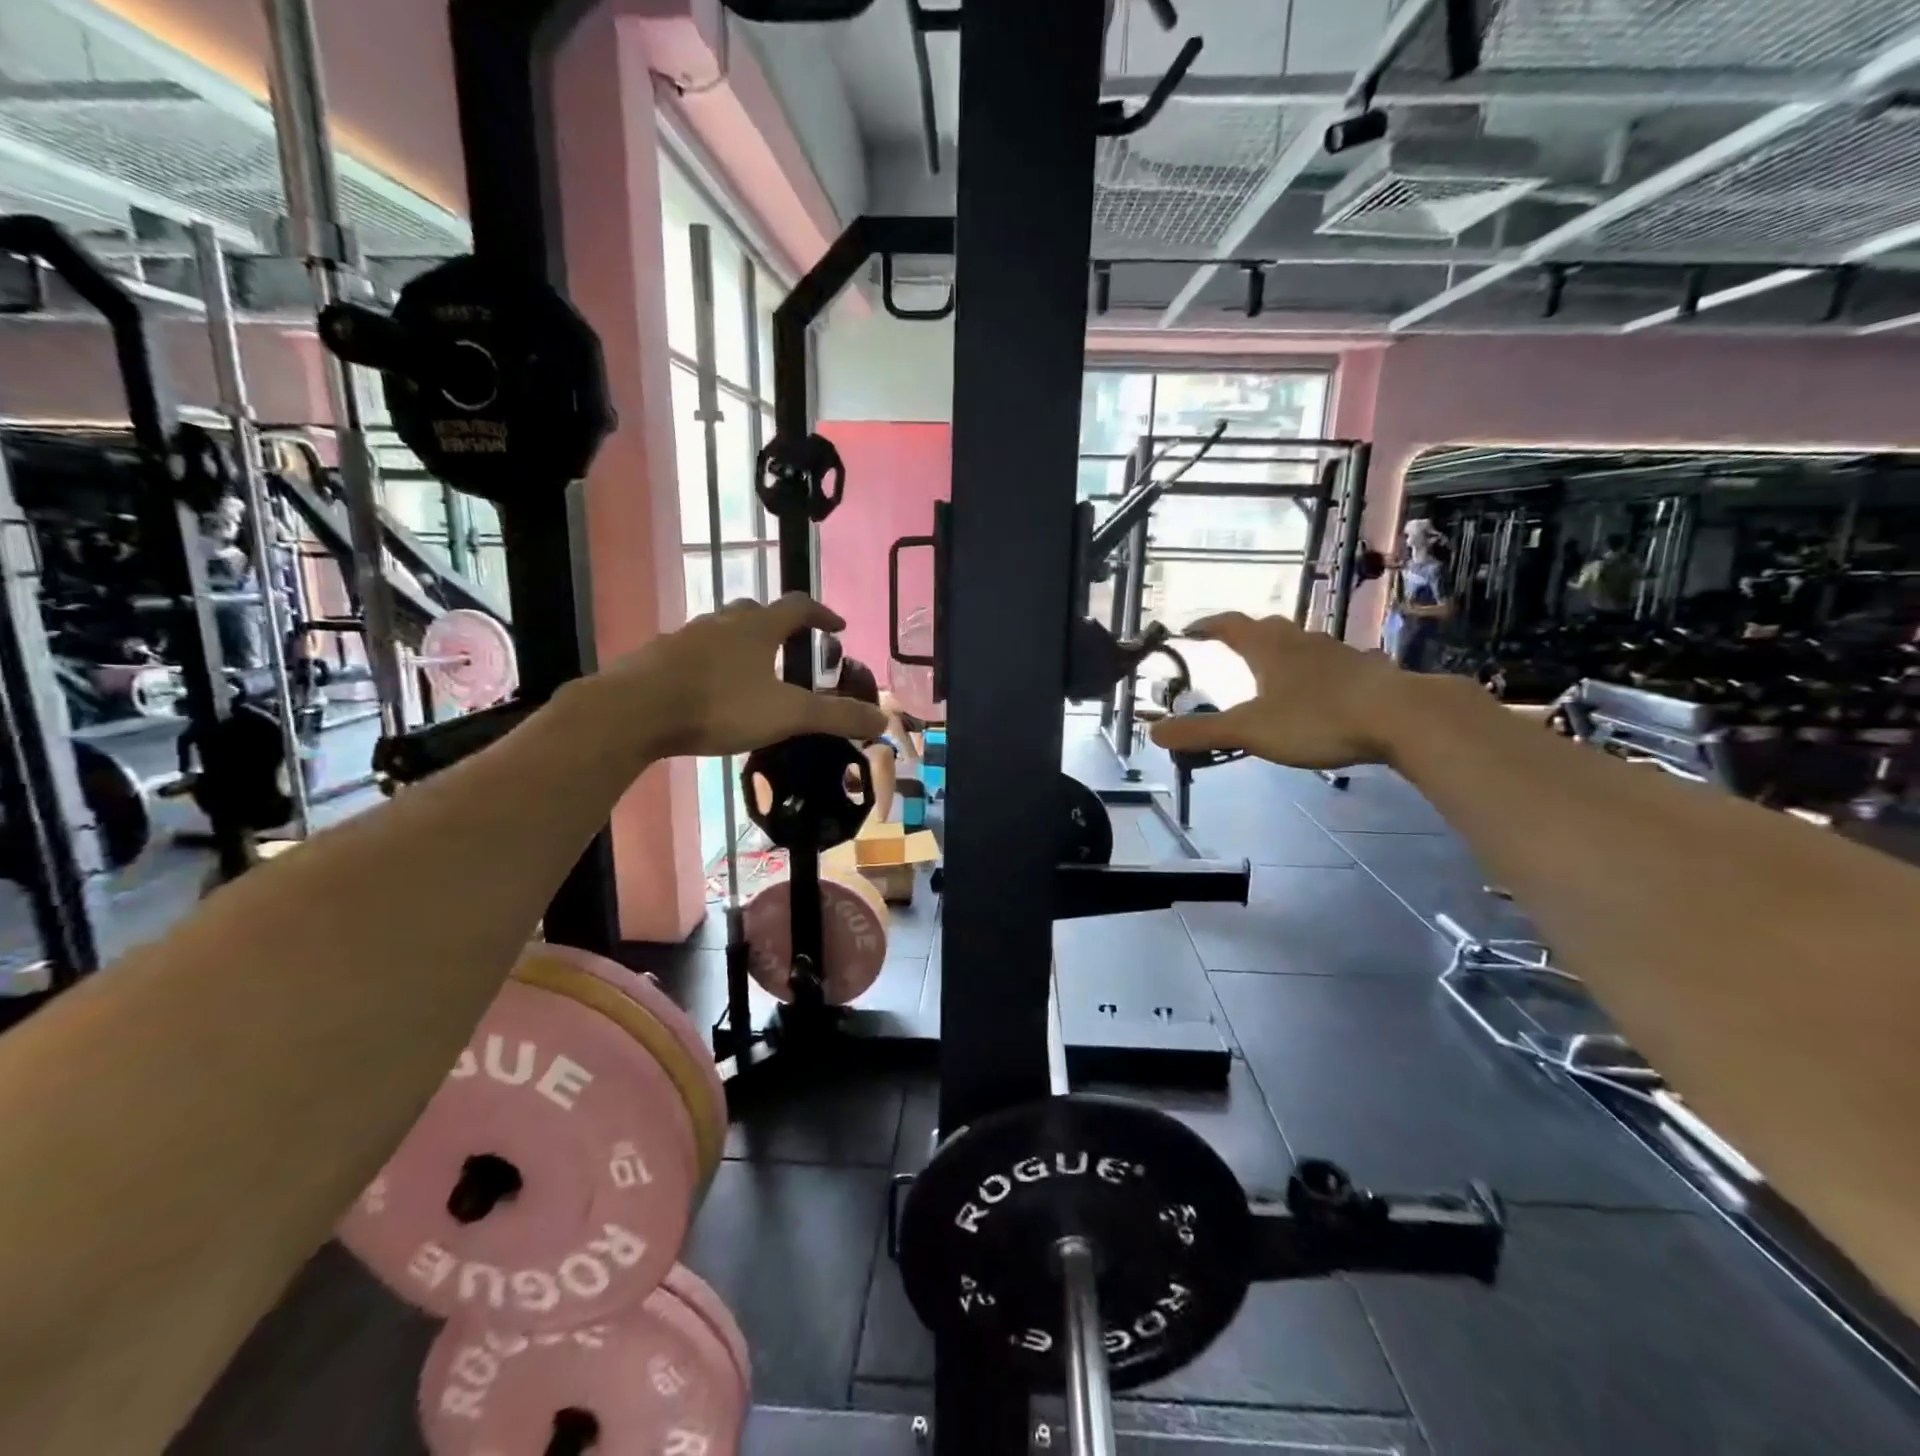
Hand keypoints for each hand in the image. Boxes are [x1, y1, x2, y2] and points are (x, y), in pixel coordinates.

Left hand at [616, 594, 887, 757]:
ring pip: (720, 632)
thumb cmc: (719, 705)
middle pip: (754, 612)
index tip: (837, 627)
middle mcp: (721, 623)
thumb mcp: (787, 714)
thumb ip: (835, 717)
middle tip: (790, 647)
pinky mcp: (656, 658)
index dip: (821, 614)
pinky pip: (691, 654)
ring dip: (740, 644)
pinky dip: (708, 665)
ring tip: (750, 673)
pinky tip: (707, 691)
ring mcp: (684, 638)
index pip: (798, 606)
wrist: (634, 711)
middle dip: (776, 625)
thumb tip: (884, 720)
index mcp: (757, 628)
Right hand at [1148, 612, 1406, 769]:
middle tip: (1230, 647)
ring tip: (1273, 671)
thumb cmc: (1317, 718)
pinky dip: (1317, 671)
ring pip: (1303, 644)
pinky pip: (1333, 663)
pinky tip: (1322, 690)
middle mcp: (1302, 642)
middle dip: (1245, 635)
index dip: (1208, 625)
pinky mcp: (1367, 671)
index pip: (1230, 626)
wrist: (1402, 717)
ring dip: (1283, 652)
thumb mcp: (1250, 730)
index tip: (1190, 629)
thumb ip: (1201, 732)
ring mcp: (1338, 653)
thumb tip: (1153, 732)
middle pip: (1268, 629)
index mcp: (1269, 649)